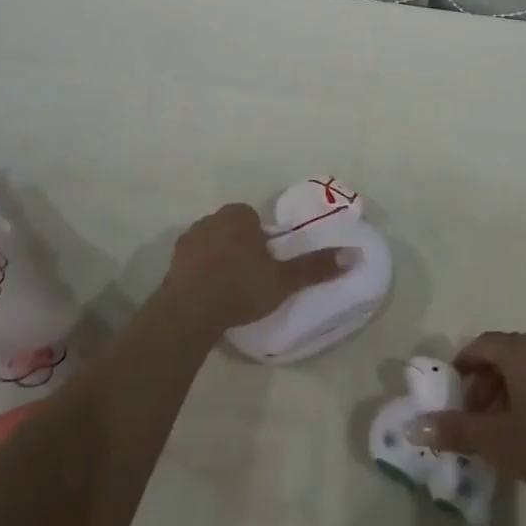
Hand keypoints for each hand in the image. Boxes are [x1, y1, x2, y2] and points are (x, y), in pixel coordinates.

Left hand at [160, 203, 345, 334]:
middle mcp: (212, 218)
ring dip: (219, 260)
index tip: (265, 266)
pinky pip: (193, 262)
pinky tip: (207, 296)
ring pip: (212, 244)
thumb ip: (315, 267)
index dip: (262, 242)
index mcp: (240, 215)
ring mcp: (189, 238)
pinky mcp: (172, 261)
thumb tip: (353, 255)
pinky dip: (200, 273)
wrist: (190, 311)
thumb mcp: (284, 280)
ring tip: (228, 291)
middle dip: (240, 248)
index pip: (255, 221)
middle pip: (233, 230)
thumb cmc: (242, 287)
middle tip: (250, 279)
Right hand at [414, 331, 525, 507]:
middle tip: (476, 415)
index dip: (463, 365)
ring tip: (502, 427)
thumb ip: (456, 430)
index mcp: (521, 352)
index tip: (454, 394)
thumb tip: (415, 427)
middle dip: (485, 381)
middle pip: (504, 352)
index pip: (482, 344)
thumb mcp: (497, 442)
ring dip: (508, 388)